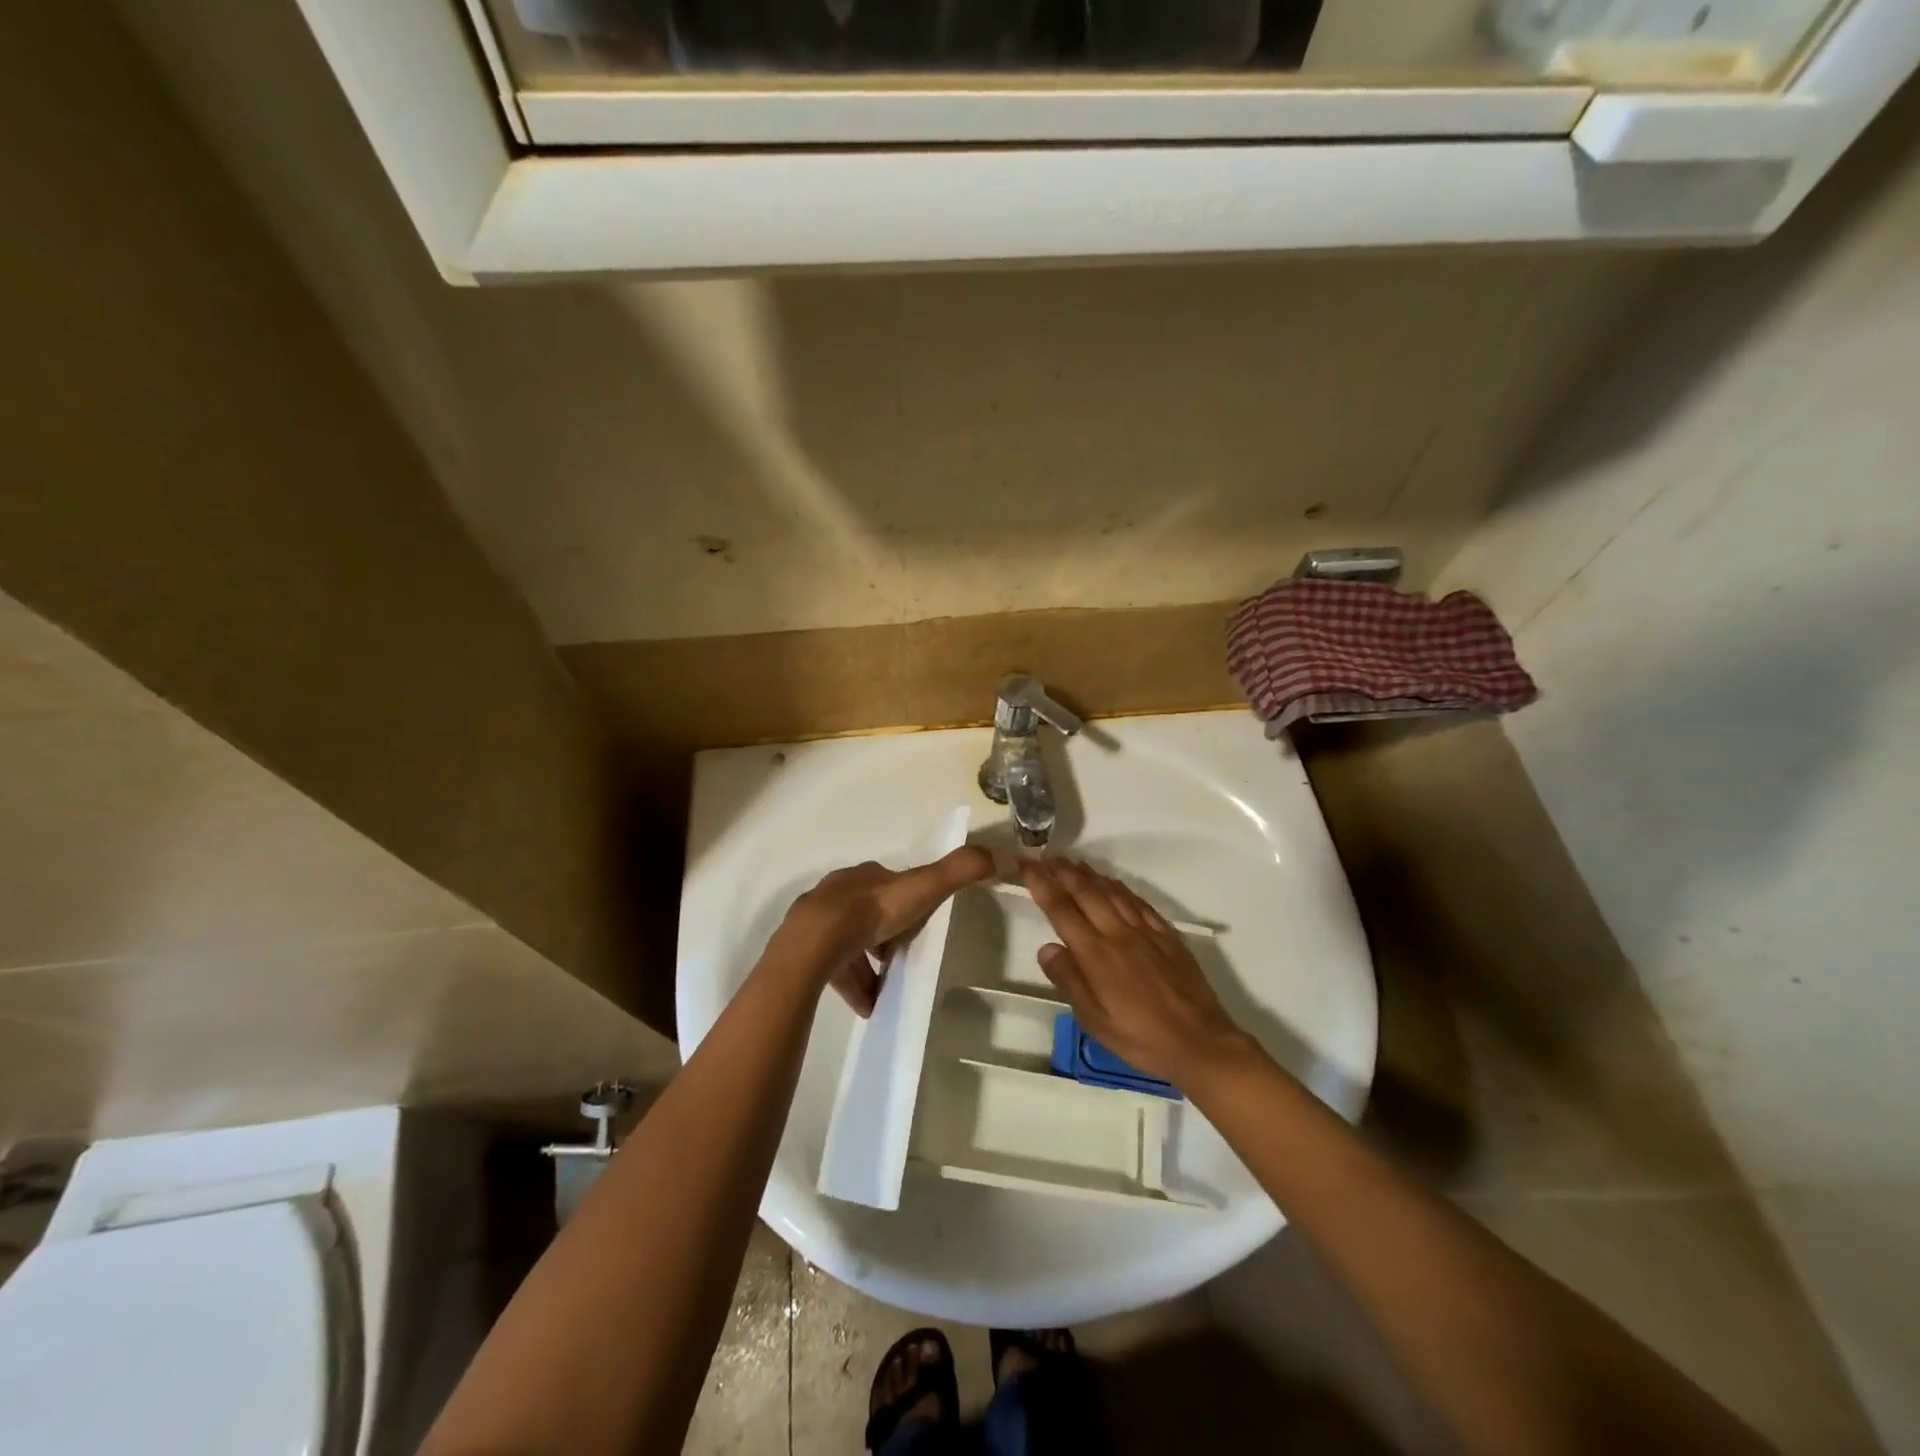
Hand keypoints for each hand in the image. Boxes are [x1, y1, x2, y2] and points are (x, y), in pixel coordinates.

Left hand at [772, 846, 994, 1015]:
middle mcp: (839, 892)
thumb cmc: (873, 912)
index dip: (907, 900)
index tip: (920, 922)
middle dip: (885, 933)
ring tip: (886, 988)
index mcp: (866, 876)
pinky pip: (833, 967)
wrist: (815, 943)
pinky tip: (867, 1005)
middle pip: (867, 912)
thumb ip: (958, 871)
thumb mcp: (923, 887)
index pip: (890, 884)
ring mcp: (817, 920)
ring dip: (868, 962)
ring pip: (849, 941)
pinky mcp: (804, 949)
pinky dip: (852, 984)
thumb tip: (998, 855)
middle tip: (902, 956)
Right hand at [1021, 857, 1249, 1084]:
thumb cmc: (1140, 1038)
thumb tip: (1046, 948)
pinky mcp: (1168, 936)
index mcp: (1096, 954)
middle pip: (1087, 893)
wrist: (1200, 1042)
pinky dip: (1122, 888)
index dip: (1042, 884)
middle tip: (1045, 854)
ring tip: (1074, 862)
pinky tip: (1115, 884)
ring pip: (1113, 893)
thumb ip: (1069, 981)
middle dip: (1063, 871)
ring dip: (1090, 874)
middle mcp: (1119, 934)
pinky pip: (1140, 903)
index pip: (1062, 910)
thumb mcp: (1095, 1020)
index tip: (1027, 864)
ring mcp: (1146, 932)